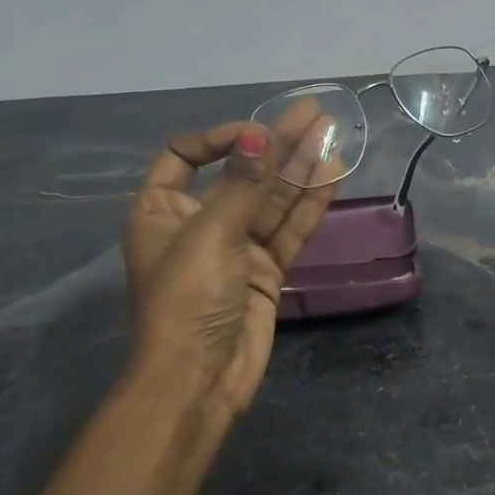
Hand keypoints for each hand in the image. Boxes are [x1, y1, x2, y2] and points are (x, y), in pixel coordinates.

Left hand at [124, 103, 337, 422]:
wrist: (198, 382)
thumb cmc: (187, 301)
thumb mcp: (209, 235)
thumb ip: (242, 184)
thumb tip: (259, 132)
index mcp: (162, 210)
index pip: (186, 156)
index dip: (221, 138)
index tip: (257, 133)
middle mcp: (198, 223)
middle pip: (242, 173)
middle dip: (278, 144)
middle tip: (317, 113)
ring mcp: (235, 248)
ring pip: (273, 199)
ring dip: (301, 168)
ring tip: (333, 133)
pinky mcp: (265, 271)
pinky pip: (289, 230)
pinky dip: (310, 205)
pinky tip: (333, 175)